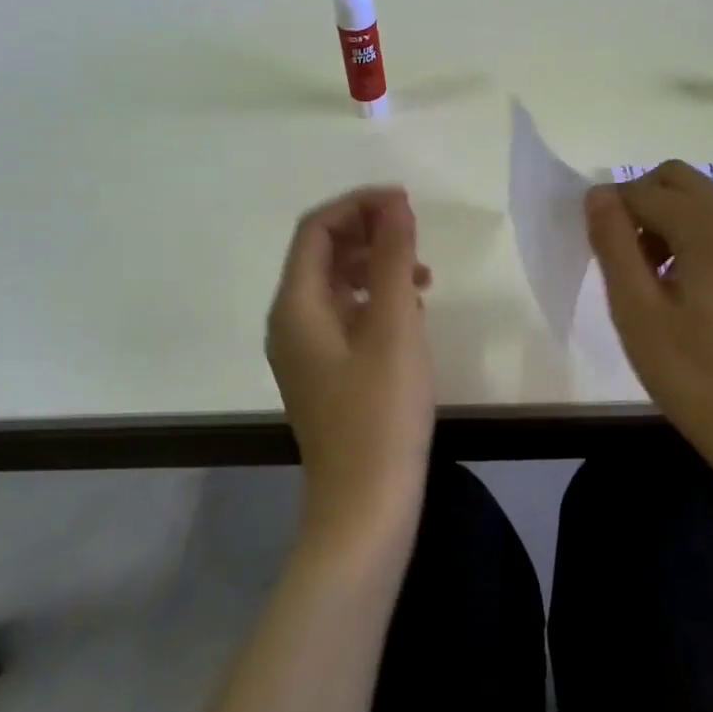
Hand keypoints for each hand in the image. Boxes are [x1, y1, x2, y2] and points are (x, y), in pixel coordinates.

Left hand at [267, 187, 435, 557]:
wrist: (366, 509)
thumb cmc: (381, 412)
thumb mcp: (395, 325)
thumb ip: (393, 257)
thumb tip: (394, 202)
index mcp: (295, 305)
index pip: (316, 228)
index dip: (359, 205)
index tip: (405, 202)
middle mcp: (290, 320)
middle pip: (323, 252)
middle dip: (368, 231)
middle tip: (415, 232)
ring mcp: (306, 349)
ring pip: (337, 282)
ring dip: (376, 263)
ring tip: (422, 271)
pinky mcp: (326, 371)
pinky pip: (346, 312)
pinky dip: (376, 297)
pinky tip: (412, 308)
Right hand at [585, 162, 712, 488]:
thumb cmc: (693, 373)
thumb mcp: (635, 306)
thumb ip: (612, 239)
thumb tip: (598, 193)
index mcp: (712, 224)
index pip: (643, 191)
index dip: (611, 214)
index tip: (598, 256)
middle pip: (675, 181)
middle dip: (640, 206)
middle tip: (623, 260)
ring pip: (697, 202)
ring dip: (664, 222)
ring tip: (648, 281)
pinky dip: (689, 238)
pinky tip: (680, 290)